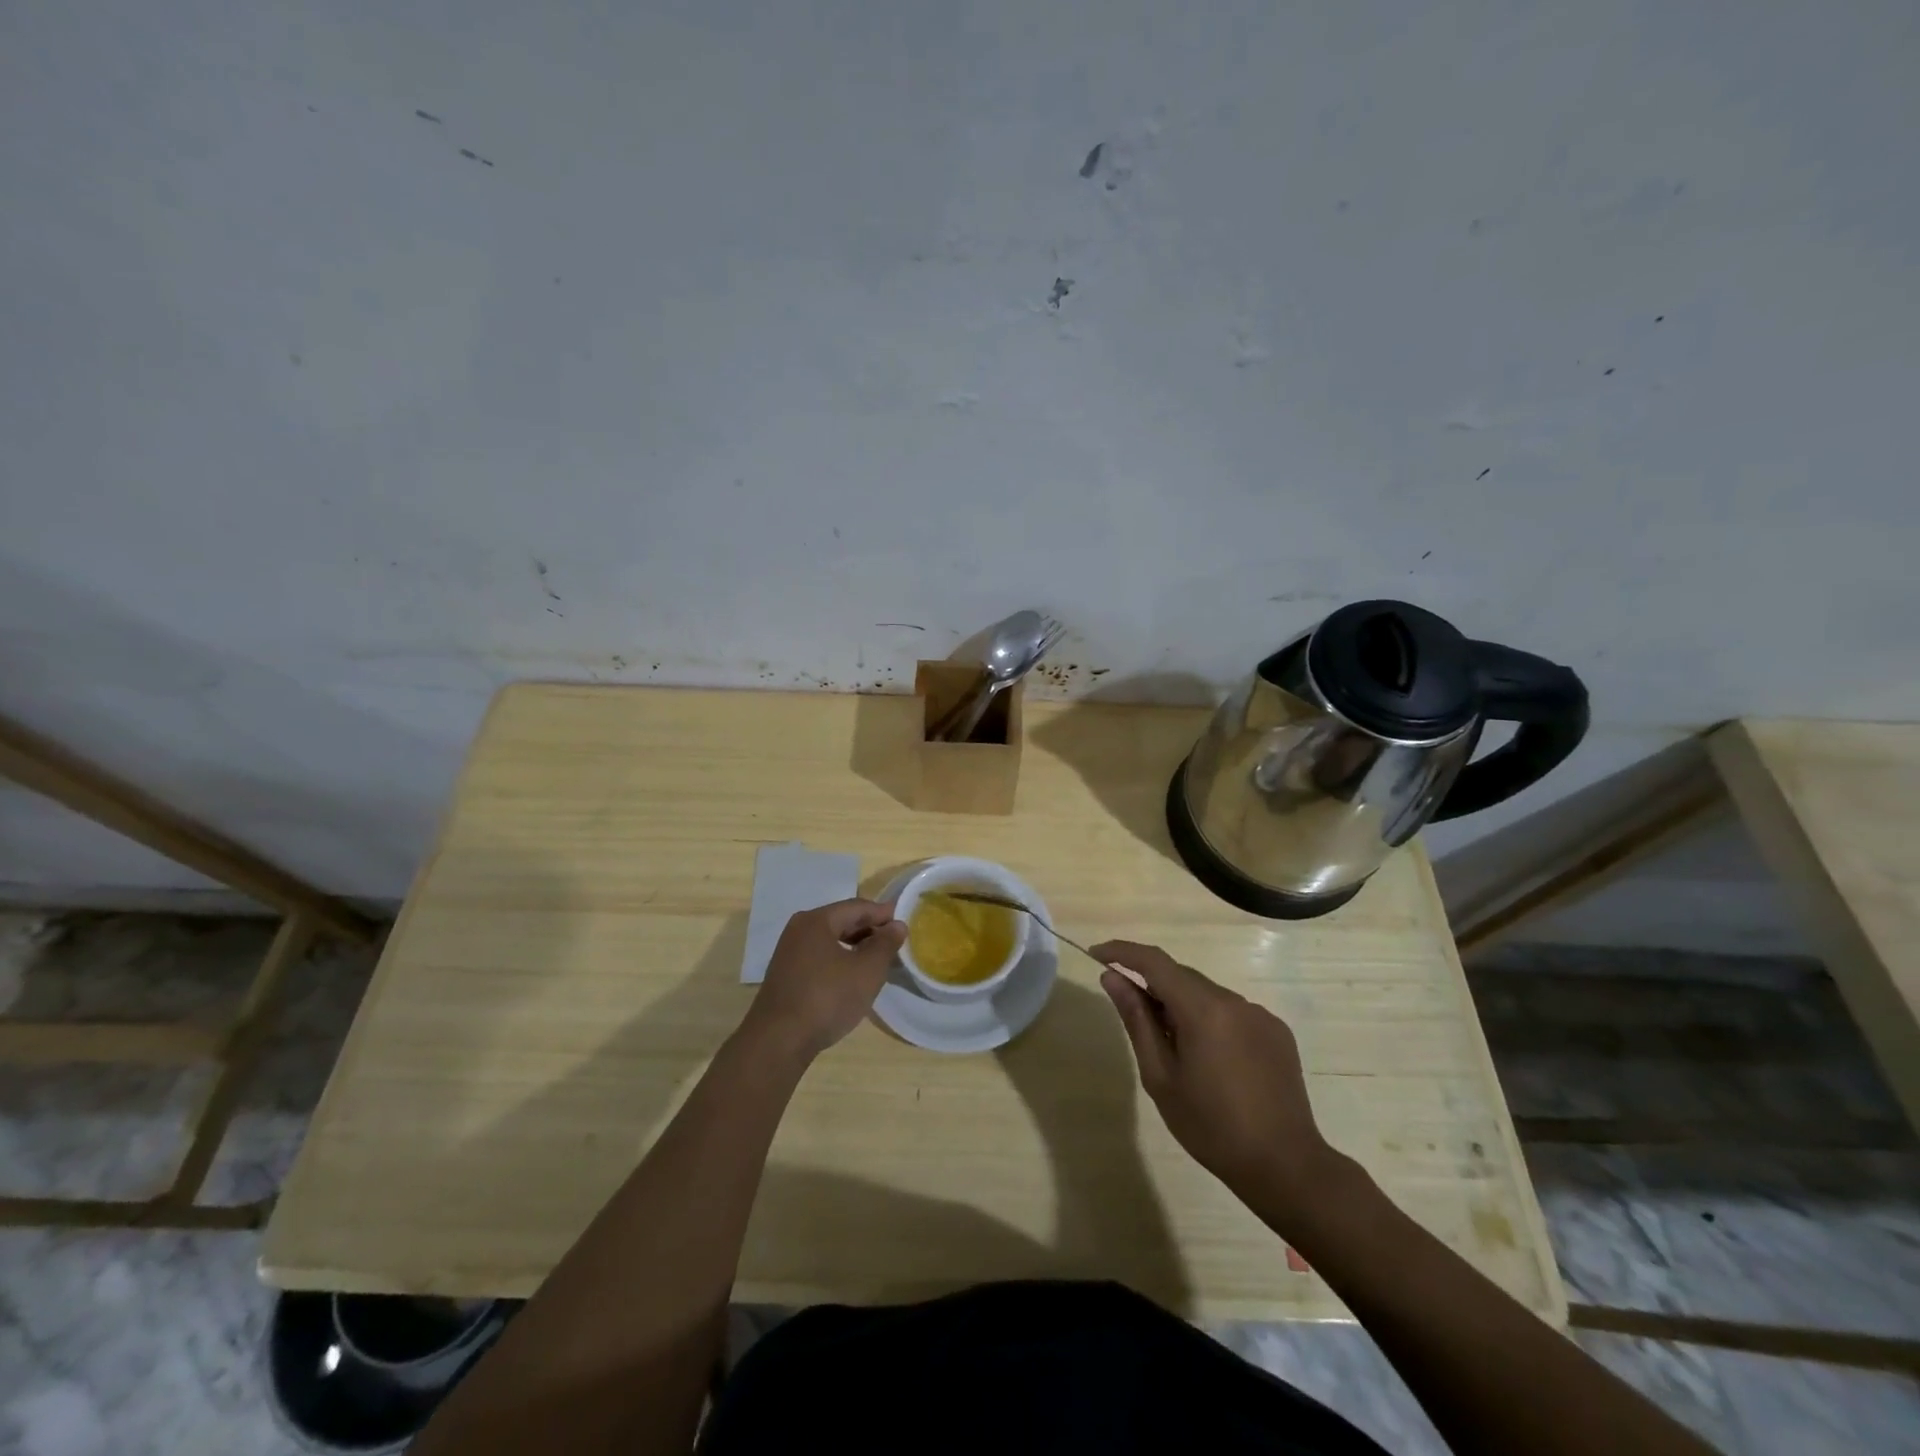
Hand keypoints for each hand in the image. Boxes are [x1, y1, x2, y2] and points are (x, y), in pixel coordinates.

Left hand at [742, 899, 906, 1061]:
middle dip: (868, 929)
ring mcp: (788, 952)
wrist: (779, 1041)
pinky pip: (819, 956)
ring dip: (854, 945)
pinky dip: (839, 959)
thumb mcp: (867, 971)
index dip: (882, 913)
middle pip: (841, 920)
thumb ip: (885, 944)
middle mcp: (799, 929)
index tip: (903, 923)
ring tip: (876, 959)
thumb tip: (897, 925)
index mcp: (817, 920)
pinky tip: (850, 976)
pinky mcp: (785, 975)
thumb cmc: (827, 998)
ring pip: (829, 940)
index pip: (857, 907)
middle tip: (893, 942)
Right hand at [1092, 940, 1334, 1219]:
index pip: (1155, 961)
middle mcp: (1234, 1001)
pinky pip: (1232, 1012)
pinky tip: (1211, 1060)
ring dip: (1182, 1006)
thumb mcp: (1161, 1077)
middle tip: (1132, 1014)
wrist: (1285, 1166)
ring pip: (1207, 994)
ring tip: (1175, 1050)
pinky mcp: (1276, 1031)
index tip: (1097, 955)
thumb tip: (1112, 978)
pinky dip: (1210, 1020)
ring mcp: (1259, 1014)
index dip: (1122, 952)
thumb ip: (1137, 1020)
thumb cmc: (1211, 1127)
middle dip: (1152, 985)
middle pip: (1182, 976)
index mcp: (1203, 1009)